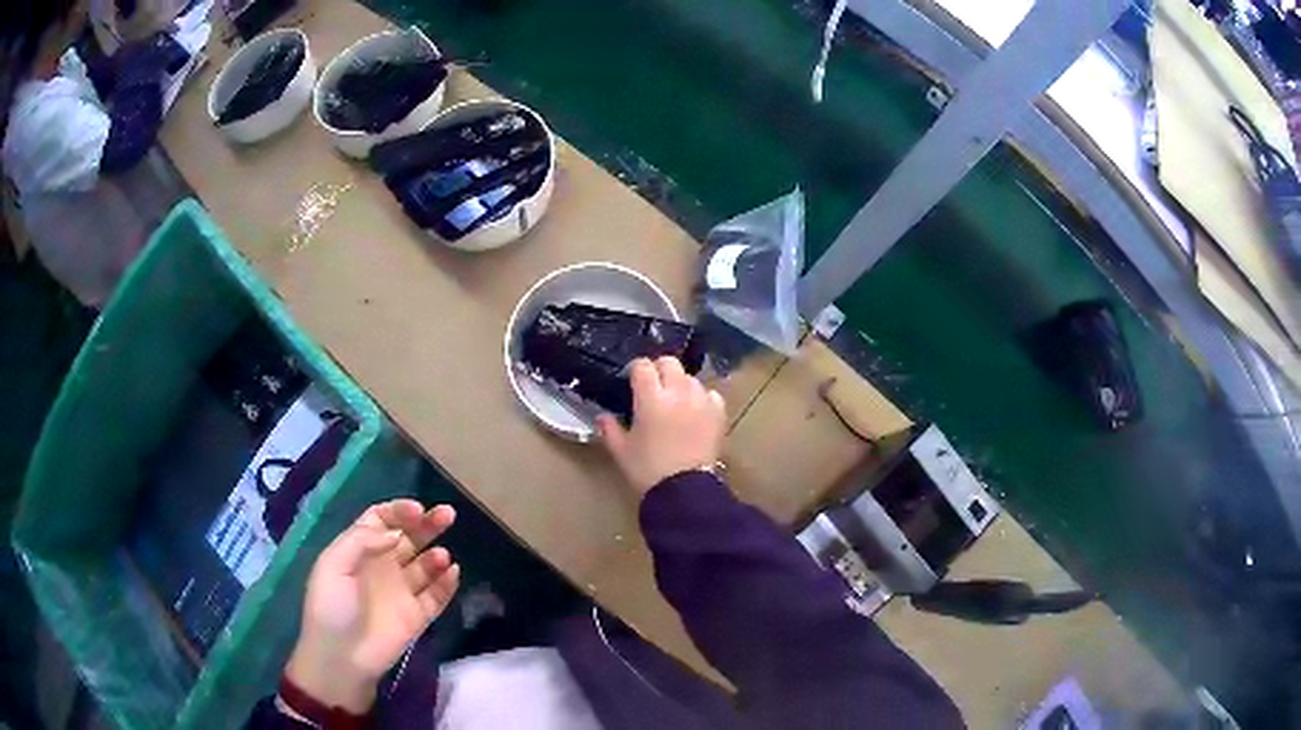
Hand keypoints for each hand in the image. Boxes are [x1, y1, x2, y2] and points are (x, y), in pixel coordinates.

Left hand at [285, 500, 459, 712]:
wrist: (342, 658)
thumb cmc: (331, 607)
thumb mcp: (333, 565)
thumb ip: (361, 541)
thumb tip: (395, 533)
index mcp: (359, 550)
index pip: (382, 520)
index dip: (399, 511)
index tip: (418, 510)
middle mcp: (383, 566)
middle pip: (409, 537)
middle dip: (428, 524)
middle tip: (447, 514)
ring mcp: (402, 592)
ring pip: (425, 565)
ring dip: (436, 555)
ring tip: (441, 557)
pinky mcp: (417, 617)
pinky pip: (437, 596)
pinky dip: (447, 583)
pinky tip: (452, 573)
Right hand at [597, 357, 726, 495]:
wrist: (684, 491)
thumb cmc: (648, 470)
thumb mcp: (621, 451)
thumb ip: (610, 429)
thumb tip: (602, 416)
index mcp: (651, 398)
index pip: (643, 366)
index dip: (636, 369)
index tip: (631, 380)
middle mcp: (678, 392)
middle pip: (669, 362)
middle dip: (659, 370)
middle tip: (653, 387)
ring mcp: (701, 401)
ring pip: (690, 378)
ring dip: (680, 384)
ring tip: (675, 402)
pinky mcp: (718, 414)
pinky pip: (710, 394)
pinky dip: (702, 398)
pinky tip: (695, 412)